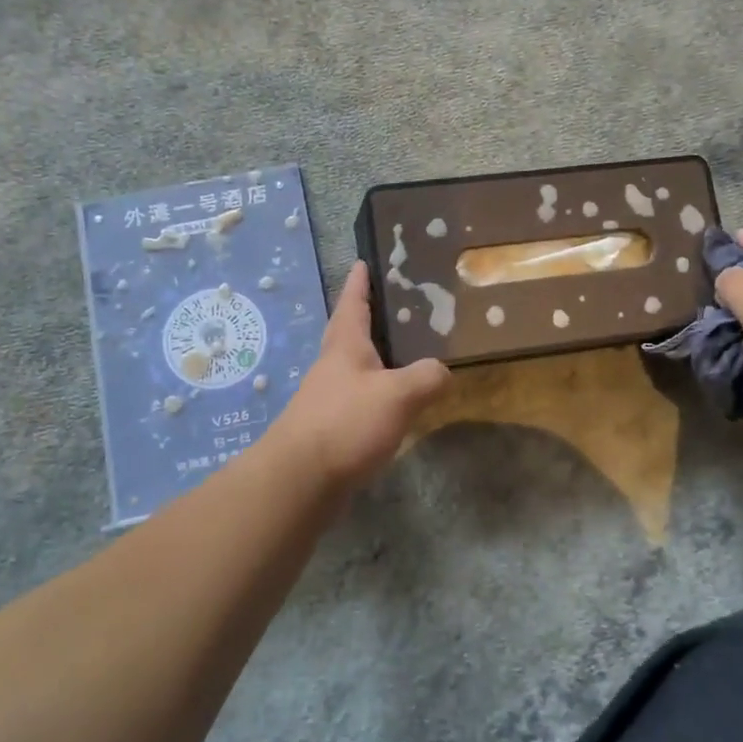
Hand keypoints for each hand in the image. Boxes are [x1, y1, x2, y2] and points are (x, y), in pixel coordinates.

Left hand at [268, 261, 450, 498]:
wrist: (300, 479)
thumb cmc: (346, 423)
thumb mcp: (398, 395)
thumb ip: (426, 377)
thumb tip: (443, 371)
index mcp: (345, 345)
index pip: (352, 303)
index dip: (359, 282)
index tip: (363, 262)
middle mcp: (333, 365)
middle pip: (350, 332)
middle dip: (369, 318)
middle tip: (396, 306)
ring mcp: (328, 397)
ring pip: (354, 367)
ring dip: (374, 357)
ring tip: (404, 353)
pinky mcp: (330, 427)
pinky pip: (358, 398)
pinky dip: (376, 392)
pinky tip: (394, 403)